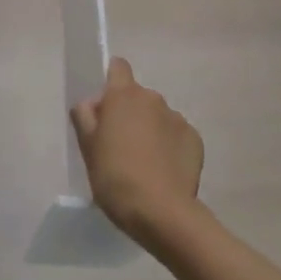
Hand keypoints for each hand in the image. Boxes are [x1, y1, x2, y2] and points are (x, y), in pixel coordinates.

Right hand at [70, 57, 203, 244]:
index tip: (106, 108)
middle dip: (129, 113)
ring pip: (158, 116)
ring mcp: (177, 118)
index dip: (111, 82)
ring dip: (150, 130)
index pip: (118, 67)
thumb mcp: (87, 147)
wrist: (161, 212)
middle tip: (120, 145)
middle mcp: (153, 98)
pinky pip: (176, 135)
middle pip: (137, 96)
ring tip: (144, 164)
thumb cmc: (115, 176)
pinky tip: (164, 172)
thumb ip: (84, 116)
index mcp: (124, 95)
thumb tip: (92, 104)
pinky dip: (170, 147)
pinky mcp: (195, 140)